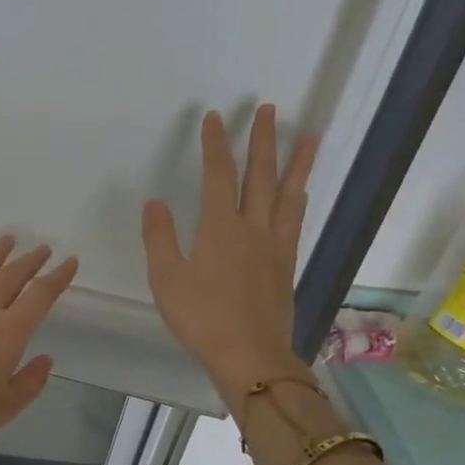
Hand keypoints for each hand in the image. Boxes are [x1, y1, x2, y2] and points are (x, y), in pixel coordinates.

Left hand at [0, 236, 78, 458]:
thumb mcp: (7, 404)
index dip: (57, 277)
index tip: (70, 261)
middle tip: (43, 247)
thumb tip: (44, 359)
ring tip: (9, 239)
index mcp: (10, 332)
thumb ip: (30, 380)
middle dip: (30, 261)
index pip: (40, 296)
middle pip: (11, 277)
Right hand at [142, 106, 319, 395]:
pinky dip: (299, 197)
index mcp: (220, 227)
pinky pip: (296, 219)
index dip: (216, 144)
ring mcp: (275, 245)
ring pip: (288, 193)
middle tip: (267, 109)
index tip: (214, 118)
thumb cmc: (201, 317)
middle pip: (261, 175)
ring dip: (297, 162)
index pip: (219, 175)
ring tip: (309, 135)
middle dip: (262, 140)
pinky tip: (300, 192)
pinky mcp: (286, 263)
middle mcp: (253, 227)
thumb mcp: (166, 278)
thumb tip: (155, 202)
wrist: (250, 354)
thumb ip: (160, 237)